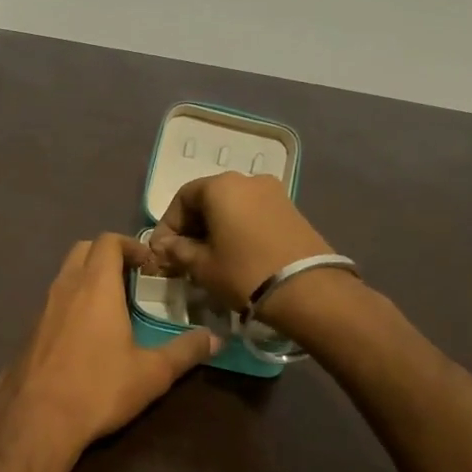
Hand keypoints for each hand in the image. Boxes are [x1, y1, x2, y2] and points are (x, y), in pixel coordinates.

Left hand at [0, 234, 217, 463]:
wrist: (36, 420)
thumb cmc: (99, 389)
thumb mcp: (152, 373)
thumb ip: (185, 351)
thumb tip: (215, 338)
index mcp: (95, 287)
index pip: (107, 241)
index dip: (130, 244)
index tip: (149, 264)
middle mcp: (65, 288)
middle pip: (82, 250)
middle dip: (107, 254)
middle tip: (131, 278)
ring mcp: (41, 309)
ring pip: (64, 276)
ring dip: (87, 279)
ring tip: (112, 307)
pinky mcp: (29, 332)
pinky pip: (53, 303)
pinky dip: (71, 303)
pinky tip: (85, 336)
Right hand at [148, 172, 338, 313]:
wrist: (308, 290)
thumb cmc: (244, 273)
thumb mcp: (202, 265)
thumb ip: (177, 251)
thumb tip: (164, 246)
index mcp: (221, 186)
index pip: (182, 198)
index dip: (168, 225)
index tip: (162, 252)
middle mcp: (247, 180)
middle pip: (208, 199)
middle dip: (191, 227)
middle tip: (183, 256)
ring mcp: (274, 193)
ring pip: (232, 207)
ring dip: (215, 229)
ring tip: (209, 258)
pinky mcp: (292, 210)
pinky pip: (253, 214)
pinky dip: (238, 230)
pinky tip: (235, 255)